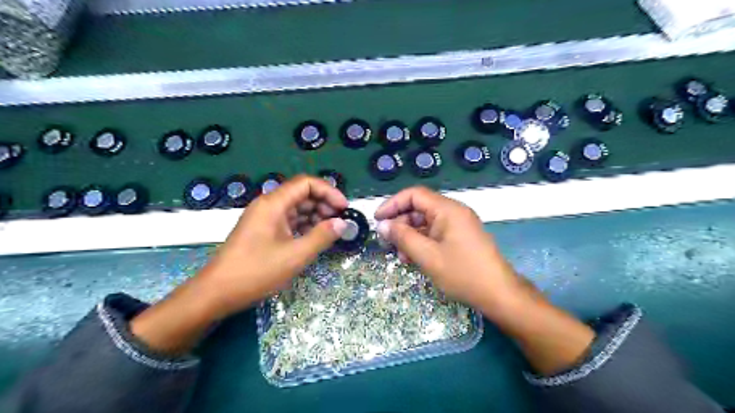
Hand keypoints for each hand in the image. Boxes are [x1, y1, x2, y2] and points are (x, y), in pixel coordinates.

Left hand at [197, 174, 348, 316]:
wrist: (217, 292)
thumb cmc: (257, 271)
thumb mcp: (295, 255)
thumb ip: (322, 236)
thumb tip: (342, 223)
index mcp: (273, 203)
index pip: (306, 183)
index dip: (328, 191)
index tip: (344, 208)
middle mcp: (268, 205)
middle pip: (301, 193)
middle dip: (323, 204)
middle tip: (339, 221)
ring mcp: (265, 218)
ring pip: (296, 208)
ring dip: (315, 216)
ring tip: (330, 231)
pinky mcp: (263, 231)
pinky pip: (288, 221)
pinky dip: (304, 226)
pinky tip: (314, 238)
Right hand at [375, 187, 592, 373]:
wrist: (498, 294)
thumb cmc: (462, 273)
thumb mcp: (427, 256)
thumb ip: (403, 237)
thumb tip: (383, 225)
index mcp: (447, 209)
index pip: (414, 195)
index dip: (393, 204)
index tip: (377, 219)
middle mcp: (453, 212)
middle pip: (419, 208)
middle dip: (400, 223)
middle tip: (386, 241)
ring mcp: (458, 225)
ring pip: (426, 222)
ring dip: (409, 235)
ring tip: (400, 255)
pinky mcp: (460, 237)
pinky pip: (435, 233)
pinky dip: (422, 242)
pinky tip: (413, 258)